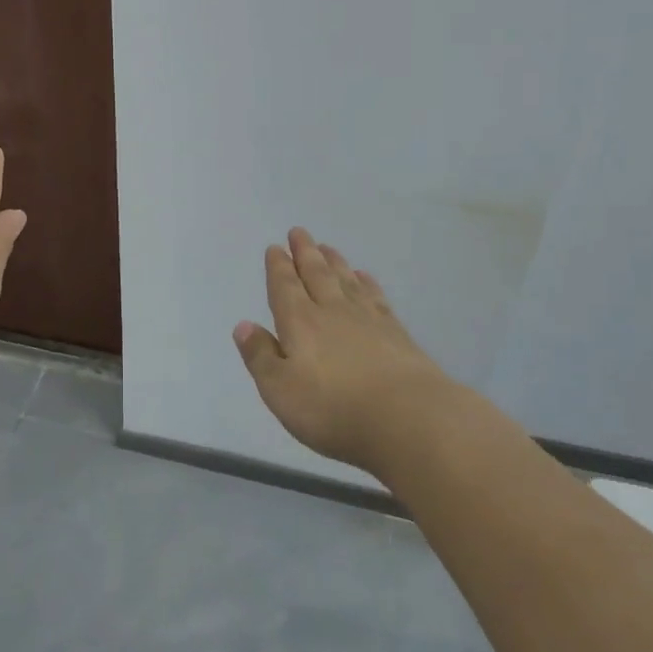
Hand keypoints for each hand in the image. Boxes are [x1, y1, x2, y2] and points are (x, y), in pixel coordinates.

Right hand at [233, 228, 463, 475]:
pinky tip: (365, 278)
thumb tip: (243, 325)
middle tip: (299, 232)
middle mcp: (332, 312)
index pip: (285, 287)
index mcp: (300, 323)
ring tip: (327, 247)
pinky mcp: (397, 335)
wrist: (409, 419)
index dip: (278, 267)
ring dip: (334, 262)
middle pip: (316, 275)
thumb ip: (260, 356)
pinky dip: (367, 284)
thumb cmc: (333, 409)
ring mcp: (369, 321)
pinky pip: (376, 298)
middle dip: (305, 253)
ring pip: (346, 281)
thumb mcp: (280, 389)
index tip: (275, 247)